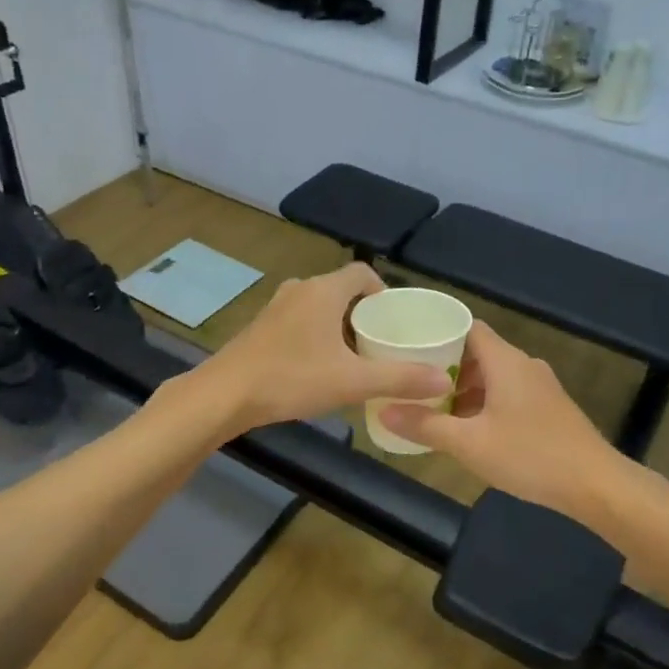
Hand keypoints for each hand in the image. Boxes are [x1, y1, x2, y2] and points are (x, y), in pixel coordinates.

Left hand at [195, 264, 451, 433]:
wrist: (224, 395)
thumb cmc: (291, 379)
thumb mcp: (352, 382)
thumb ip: (400, 379)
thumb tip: (444, 380)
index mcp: (324, 291)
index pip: (363, 273)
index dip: (384, 292)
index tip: (396, 321)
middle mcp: (300, 290)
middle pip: (342, 290)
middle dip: (364, 313)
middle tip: (382, 343)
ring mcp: (276, 307)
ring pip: (319, 307)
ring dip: (339, 326)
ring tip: (356, 357)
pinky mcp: (261, 327)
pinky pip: (300, 321)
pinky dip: (317, 335)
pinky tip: (320, 367)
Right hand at [381, 321, 620, 517]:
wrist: (595, 484)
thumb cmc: (530, 455)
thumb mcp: (470, 444)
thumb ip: (426, 426)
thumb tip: (384, 411)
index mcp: (506, 361)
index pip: (468, 327)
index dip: (438, 333)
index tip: (409, 346)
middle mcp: (524, 365)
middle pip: (479, 352)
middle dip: (446, 366)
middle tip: (413, 382)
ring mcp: (541, 387)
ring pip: (495, 376)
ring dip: (466, 389)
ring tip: (435, 409)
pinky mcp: (550, 408)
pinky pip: (510, 393)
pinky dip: (486, 402)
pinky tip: (471, 429)